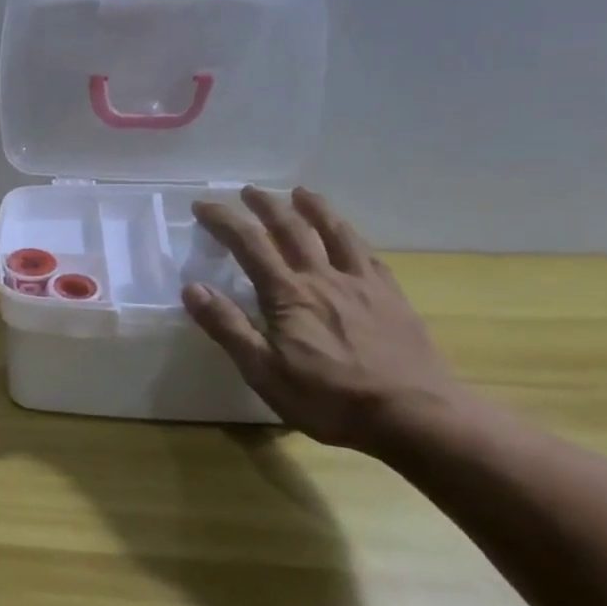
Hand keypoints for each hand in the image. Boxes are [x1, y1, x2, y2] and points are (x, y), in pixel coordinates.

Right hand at [180, 187, 469, 451]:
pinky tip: (349, 235)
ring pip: (334, 232)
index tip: (203, 205)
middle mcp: (323, 278)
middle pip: (291, 229)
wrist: (415, 415)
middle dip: (266, 206)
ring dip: (313, 208)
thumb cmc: (329, 399)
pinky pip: (367, 253)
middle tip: (249, 190)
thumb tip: (192, 288)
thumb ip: (228, 327)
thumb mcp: (264, 372)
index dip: (224, 221)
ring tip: (300, 193)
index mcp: (288, 295)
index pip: (249, 245)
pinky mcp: (391, 296)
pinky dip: (351, 235)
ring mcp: (362, 284)